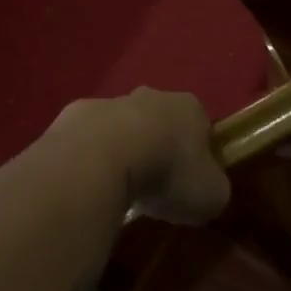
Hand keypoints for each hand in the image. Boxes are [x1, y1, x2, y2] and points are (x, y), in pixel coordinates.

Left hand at [46, 88, 230, 225]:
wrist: (102, 156)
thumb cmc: (168, 172)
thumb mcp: (211, 194)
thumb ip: (214, 188)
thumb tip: (206, 189)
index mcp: (190, 108)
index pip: (201, 127)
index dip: (199, 154)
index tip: (192, 182)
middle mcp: (152, 95)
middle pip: (161, 121)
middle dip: (159, 147)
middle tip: (156, 185)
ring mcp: (111, 101)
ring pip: (123, 127)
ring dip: (124, 151)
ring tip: (121, 188)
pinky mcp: (76, 115)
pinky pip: (91, 139)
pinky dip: (93, 158)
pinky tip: (92, 183)